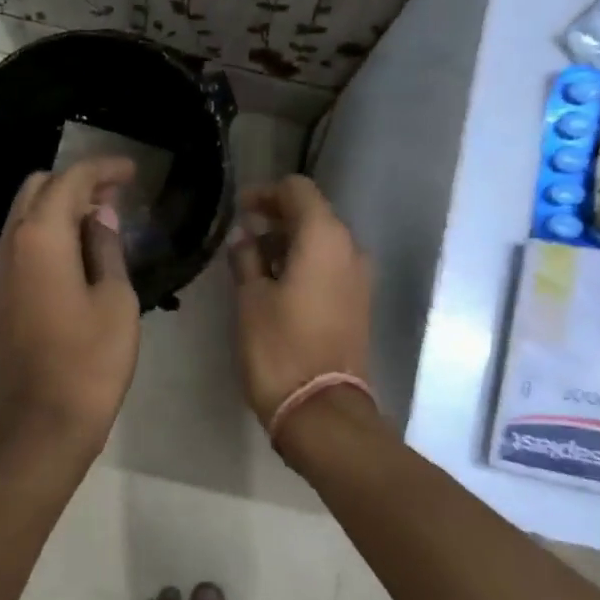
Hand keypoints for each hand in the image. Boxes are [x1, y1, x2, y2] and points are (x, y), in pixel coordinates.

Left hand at [0, 156, 140, 455]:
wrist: (41, 424)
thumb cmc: (89, 362)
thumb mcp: (116, 301)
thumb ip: (106, 249)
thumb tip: (101, 216)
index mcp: (40, 236)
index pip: (70, 180)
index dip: (103, 168)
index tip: (133, 171)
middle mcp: (11, 242)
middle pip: (38, 188)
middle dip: (77, 181)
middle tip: (118, 194)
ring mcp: (0, 269)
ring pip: (26, 213)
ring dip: (61, 205)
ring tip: (104, 218)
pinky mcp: (1, 293)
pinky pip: (23, 241)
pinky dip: (49, 231)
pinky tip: (81, 250)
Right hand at [227, 175, 372, 429]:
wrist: (321, 409)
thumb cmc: (279, 347)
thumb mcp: (251, 299)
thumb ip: (246, 259)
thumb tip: (245, 239)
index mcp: (324, 238)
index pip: (298, 190)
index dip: (266, 194)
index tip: (239, 210)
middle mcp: (350, 249)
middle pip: (314, 214)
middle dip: (277, 219)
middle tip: (242, 237)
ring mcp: (359, 278)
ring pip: (323, 243)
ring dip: (290, 244)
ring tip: (253, 264)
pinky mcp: (358, 303)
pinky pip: (331, 268)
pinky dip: (305, 265)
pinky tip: (276, 285)